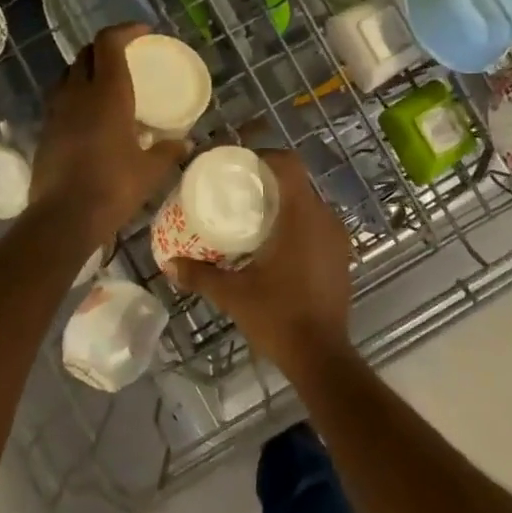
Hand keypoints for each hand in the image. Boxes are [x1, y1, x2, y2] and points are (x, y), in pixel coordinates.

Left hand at [30, 24, 184, 243]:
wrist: (63, 218)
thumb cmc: (113, 187)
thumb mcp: (150, 171)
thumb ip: (169, 151)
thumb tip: (185, 143)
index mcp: (107, 93)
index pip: (108, 42)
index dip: (125, 30)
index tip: (143, 32)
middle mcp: (78, 93)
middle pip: (86, 53)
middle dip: (106, 47)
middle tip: (127, 55)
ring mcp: (57, 111)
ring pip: (69, 73)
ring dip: (87, 69)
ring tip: (106, 82)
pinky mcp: (45, 130)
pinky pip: (60, 98)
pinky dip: (76, 94)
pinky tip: (90, 114)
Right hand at [170, 150, 354, 377]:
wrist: (321, 356)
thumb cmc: (278, 317)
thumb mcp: (233, 294)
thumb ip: (201, 275)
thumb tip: (169, 264)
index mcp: (301, 215)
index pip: (289, 164)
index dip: (265, 156)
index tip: (240, 164)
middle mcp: (325, 218)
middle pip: (298, 182)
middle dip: (270, 180)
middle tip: (240, 191)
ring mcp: (338, 237)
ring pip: (310, 203)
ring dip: (285, 203)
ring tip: (255, 216)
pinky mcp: (342, 255)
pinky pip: (319, 224)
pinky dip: (299, 223)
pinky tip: (277, 244)